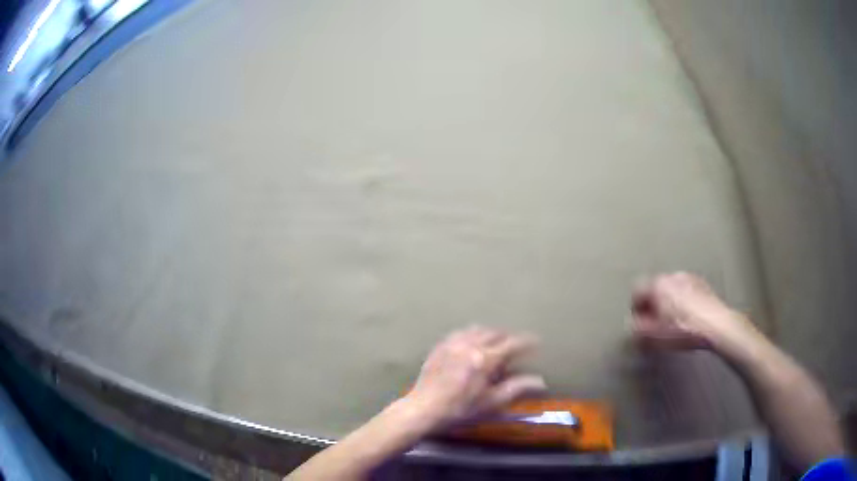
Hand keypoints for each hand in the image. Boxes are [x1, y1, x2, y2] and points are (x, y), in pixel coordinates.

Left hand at [404, 326, 546, 430]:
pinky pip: (460, 333)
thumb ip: (517, 388)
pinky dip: (472, 334)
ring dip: (490, 333)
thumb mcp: (491, 402)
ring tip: (496, 343)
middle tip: (516, 345)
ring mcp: (452, 344)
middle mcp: (469, 345)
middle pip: (494, 332)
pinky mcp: (440, 347)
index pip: (512, 343)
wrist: (423, 409)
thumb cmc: (460, 409)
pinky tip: (472, 343)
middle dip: (508, 336)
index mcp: (485, 358)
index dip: (526, 342)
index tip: (536, 342)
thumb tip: (540, 382)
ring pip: (476, 329)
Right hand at [631, 272, 756, 350]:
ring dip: (669, 303)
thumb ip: (638, 329)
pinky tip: (687, 319)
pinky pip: (686, 292)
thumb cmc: (683, 329)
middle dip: (653, 305)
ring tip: (673, 323)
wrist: (715, 325)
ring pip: (671, 290)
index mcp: (657, 284)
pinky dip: (684, 303)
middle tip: (655, 324)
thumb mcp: (653, 336)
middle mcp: (672, 276)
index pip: (637, 292)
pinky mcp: (702, 285)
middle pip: (655, 289)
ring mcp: (689, 278)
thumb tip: (635, 326)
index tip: (640, 323)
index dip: (636, 310)